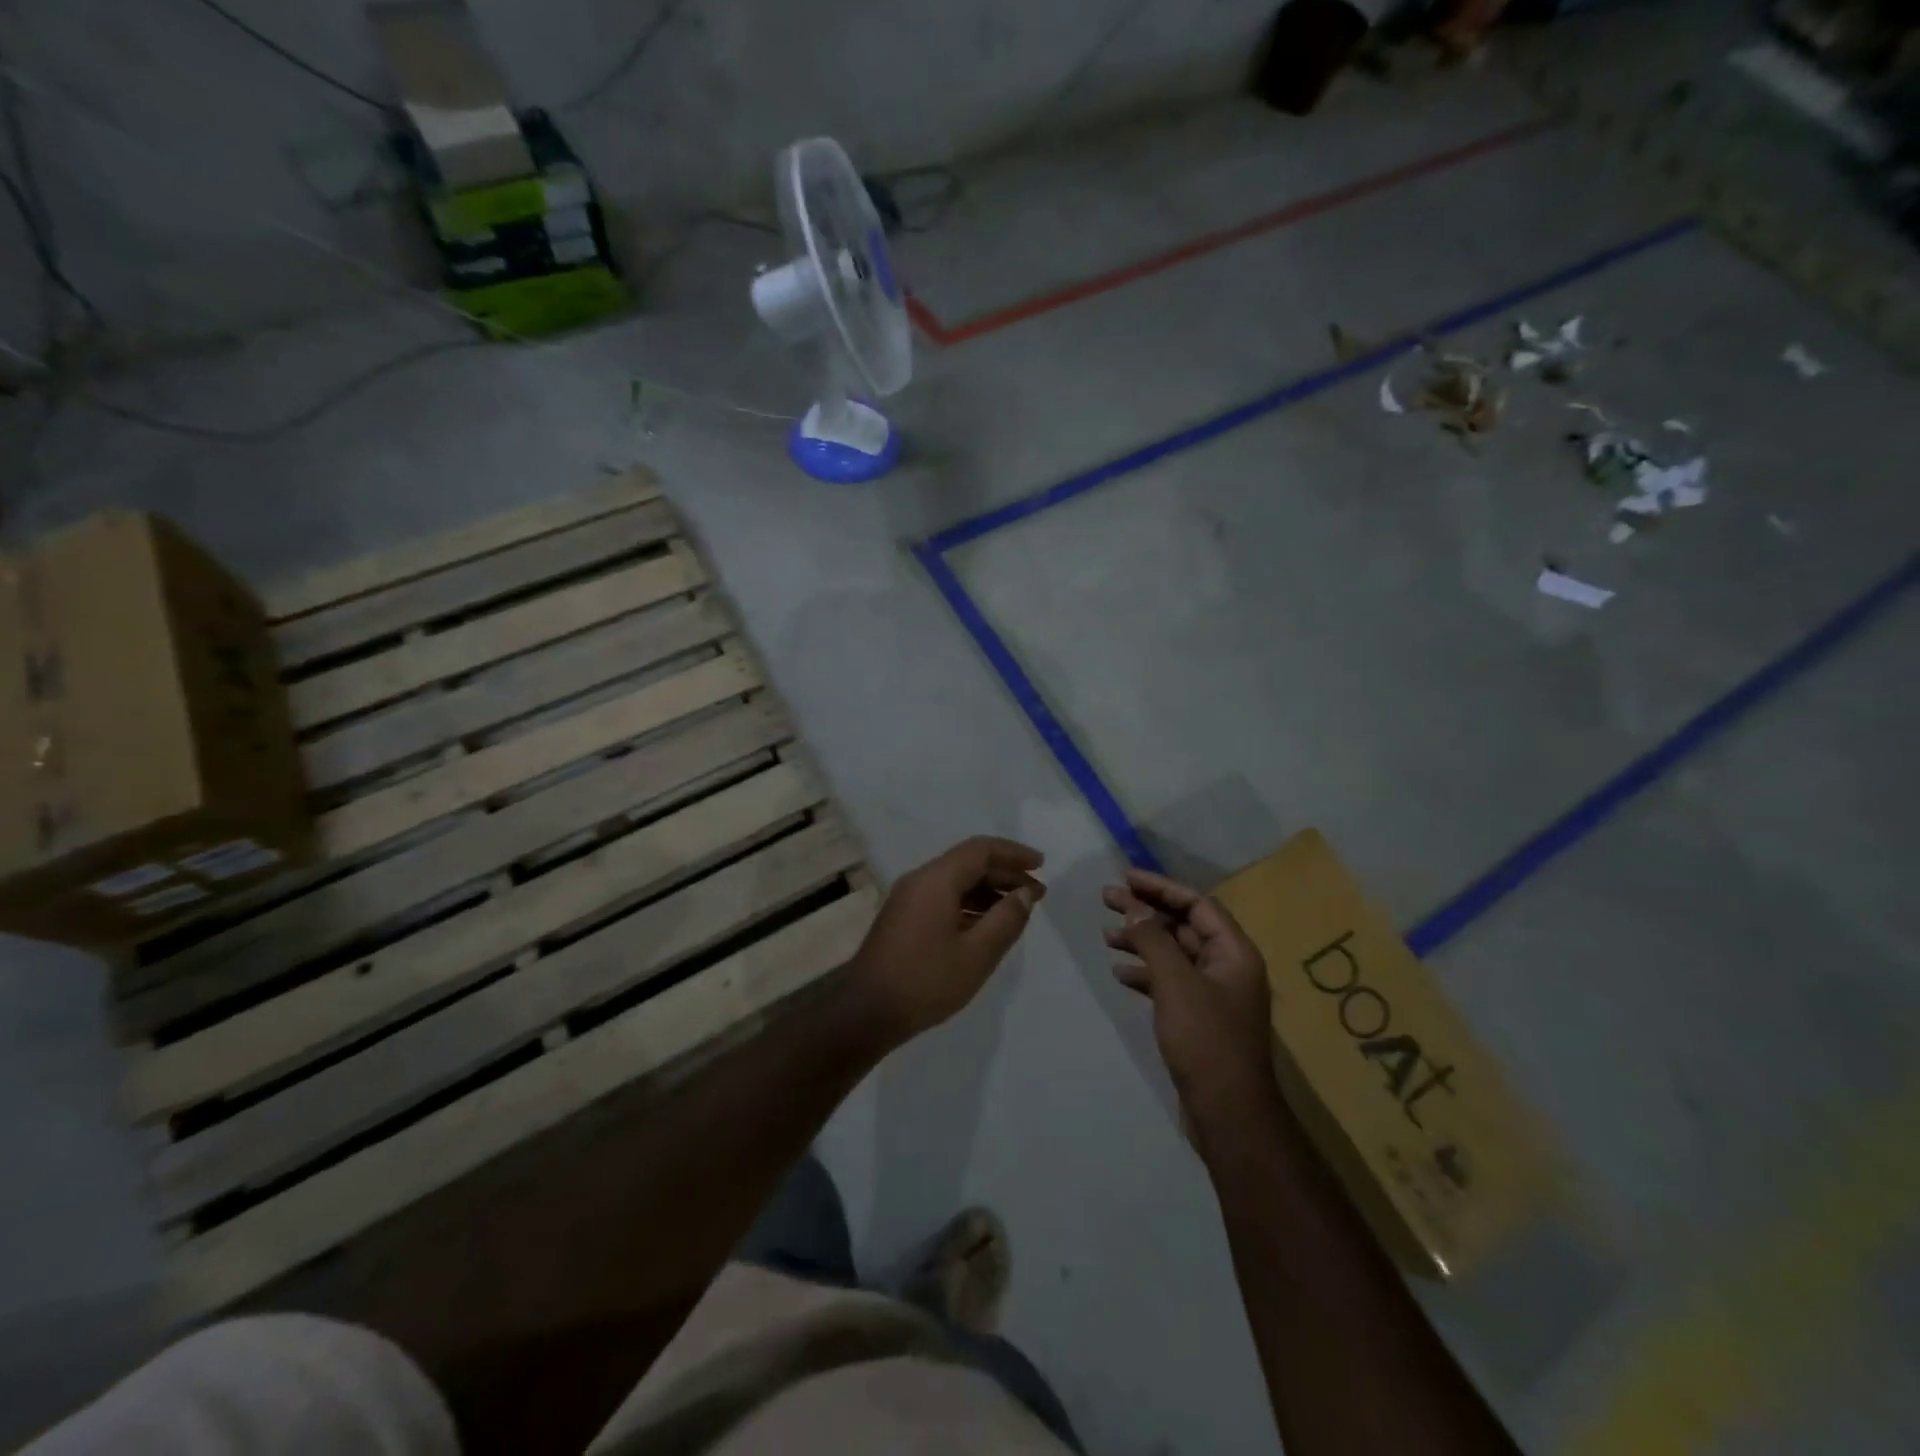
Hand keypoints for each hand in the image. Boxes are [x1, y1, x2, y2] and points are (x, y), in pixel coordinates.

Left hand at [849, 837, 1045, 1042]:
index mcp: (936, 880)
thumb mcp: (976, 954)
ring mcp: (908, 899)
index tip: (1040, 865)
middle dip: (1004, 873)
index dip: (1013, 854)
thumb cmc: (925, 981)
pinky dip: (969, 904)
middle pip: (968, 863)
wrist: (866, 1012)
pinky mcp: (903, 918)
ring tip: (1017, 910)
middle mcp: (920, 880)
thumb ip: (1006, 920)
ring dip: (988, 890)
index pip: (980, 850)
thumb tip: (1024, 893)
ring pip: (955, 881)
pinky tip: (987, 926)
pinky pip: (943, 898)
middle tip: (1036, 893)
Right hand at [1103, 870, 1283, 1151]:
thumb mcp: (1176, 983)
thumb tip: (1135, 906)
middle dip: (1146, 911)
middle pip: (1183, 925)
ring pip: (1174, 953)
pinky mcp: (1199, 1018)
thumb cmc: (1206, 1041)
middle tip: (1107, 899)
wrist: (1228, 1113)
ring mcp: (1213, 994)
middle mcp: (1227, 967)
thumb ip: (1154, 940)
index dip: (1161, 887)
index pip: (1197, 903)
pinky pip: (1170, 982)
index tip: (1126, 878)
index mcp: (1234, 952)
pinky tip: (1120, 974)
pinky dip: (1146, 973)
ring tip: (1107, 935)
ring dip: (1142, 941)